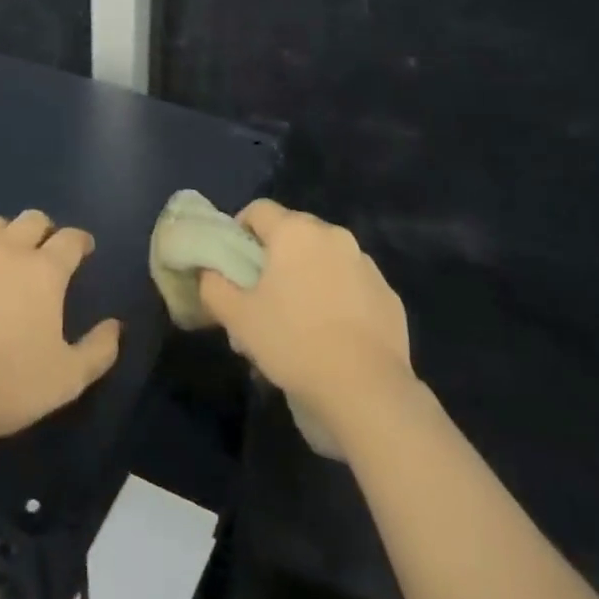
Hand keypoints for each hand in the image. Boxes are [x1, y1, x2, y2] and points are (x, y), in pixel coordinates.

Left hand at [0, 210, 120, 448]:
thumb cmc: (8, 385)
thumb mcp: (68, 379)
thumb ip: (99, 350)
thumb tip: (115, 327)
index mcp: (44, 271)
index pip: (70, 238)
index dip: (81, 241)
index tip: (84, 250)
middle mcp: (7, 252)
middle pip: (31, 220)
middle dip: (44, 230)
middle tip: (46, 251)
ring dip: (6, 235)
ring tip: (6, 258)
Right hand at [201, 200, 413, 435]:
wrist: (366, 389)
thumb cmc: (293, 342)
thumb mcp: (237, 317)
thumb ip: (214, 286)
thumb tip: (210, 273)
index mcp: (295, 232)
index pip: (258, 209)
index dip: (240, 231)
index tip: (233, 264)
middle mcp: (333, 236)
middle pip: (293, 233)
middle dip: (274, 257)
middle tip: (261, 295)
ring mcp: (365, 264)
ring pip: (324, 258)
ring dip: (307, 276)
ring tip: (296, 321)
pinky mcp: (387, 294)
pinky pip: (351, 285)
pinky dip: (337, 298)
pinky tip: (330, 335)